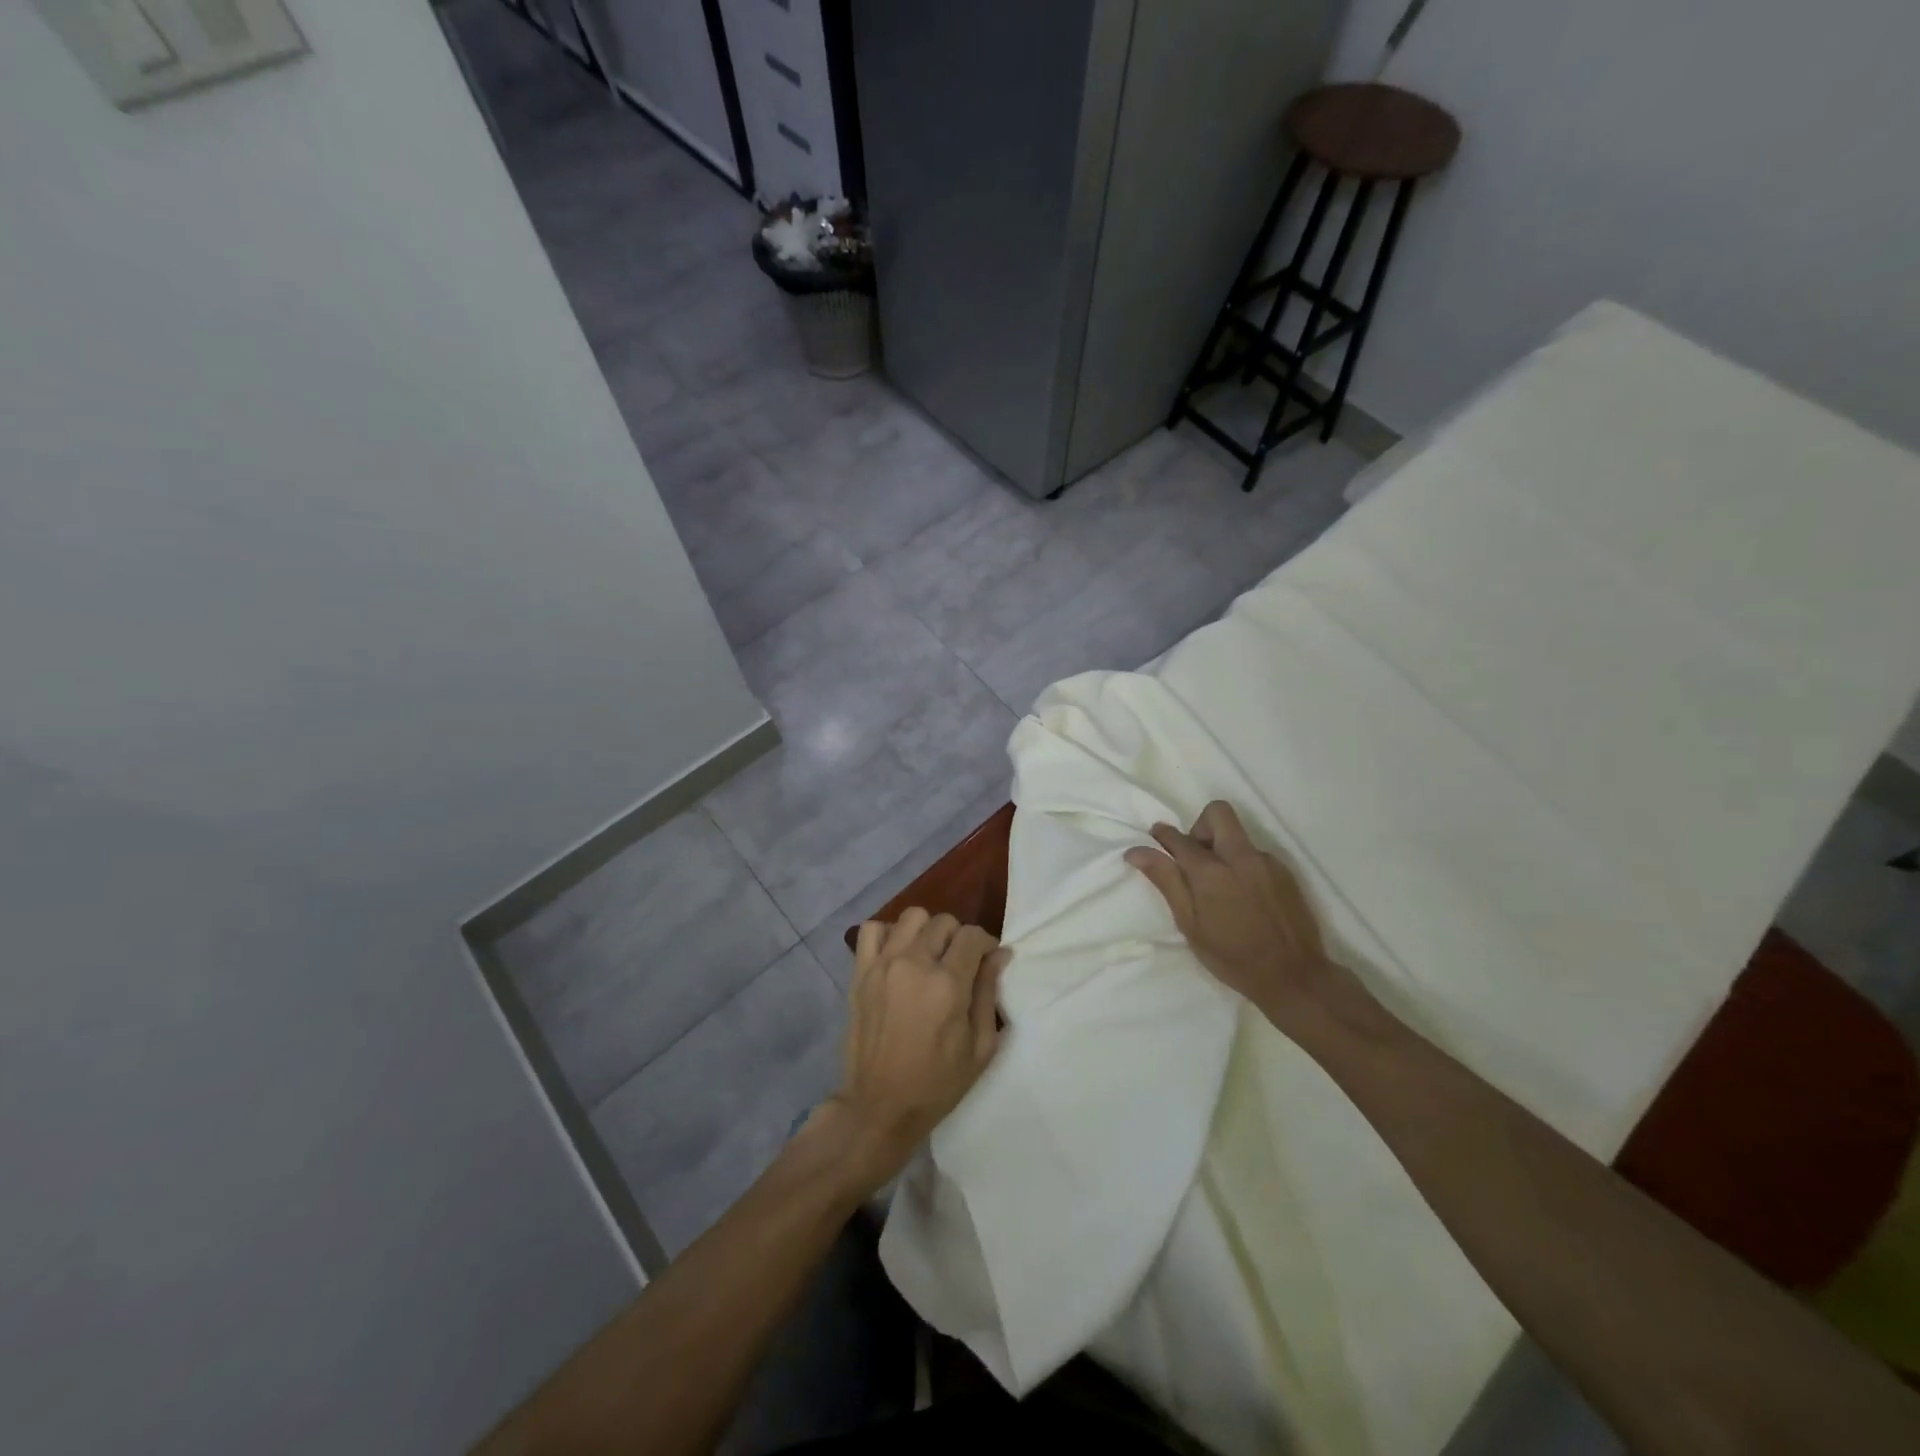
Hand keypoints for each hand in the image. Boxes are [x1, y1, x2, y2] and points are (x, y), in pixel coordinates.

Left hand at [823, 908, 1007, 1189]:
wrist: (879, 1107)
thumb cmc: (937, 1084)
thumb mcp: (979, 1048)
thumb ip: (988, 993)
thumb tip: (1000, 954)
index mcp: (947, 984)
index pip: (972, 936)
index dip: (985, 944)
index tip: (986, 961)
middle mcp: (914, 964)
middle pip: (943, 922)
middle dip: (958, 938)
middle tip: (958, 965)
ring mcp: (883, 965)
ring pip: (911, 917)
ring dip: (926, 931)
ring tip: (928, 957)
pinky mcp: (860, 972)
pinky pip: (872, 929)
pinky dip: (888, 934)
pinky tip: (898, 955)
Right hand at [1125, 801, 1339, 1019]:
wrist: (1294, 976)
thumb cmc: (1232, 956)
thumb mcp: (1190, 924)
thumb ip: (1166, 881)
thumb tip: (1136, 851)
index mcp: (1211, 871)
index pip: (1178, 837)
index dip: (1162, 836)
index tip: (1155, 840)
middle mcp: (1240, 856)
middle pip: (1217, 812)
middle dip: (1199, 826)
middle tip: (1194, 857)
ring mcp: (1266, 861)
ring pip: (1237, 835)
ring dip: (1222, 848)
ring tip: (1221, 885)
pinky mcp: (1285, 872)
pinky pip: (1255, 854)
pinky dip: (1242, 865)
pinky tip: (1244, 897)